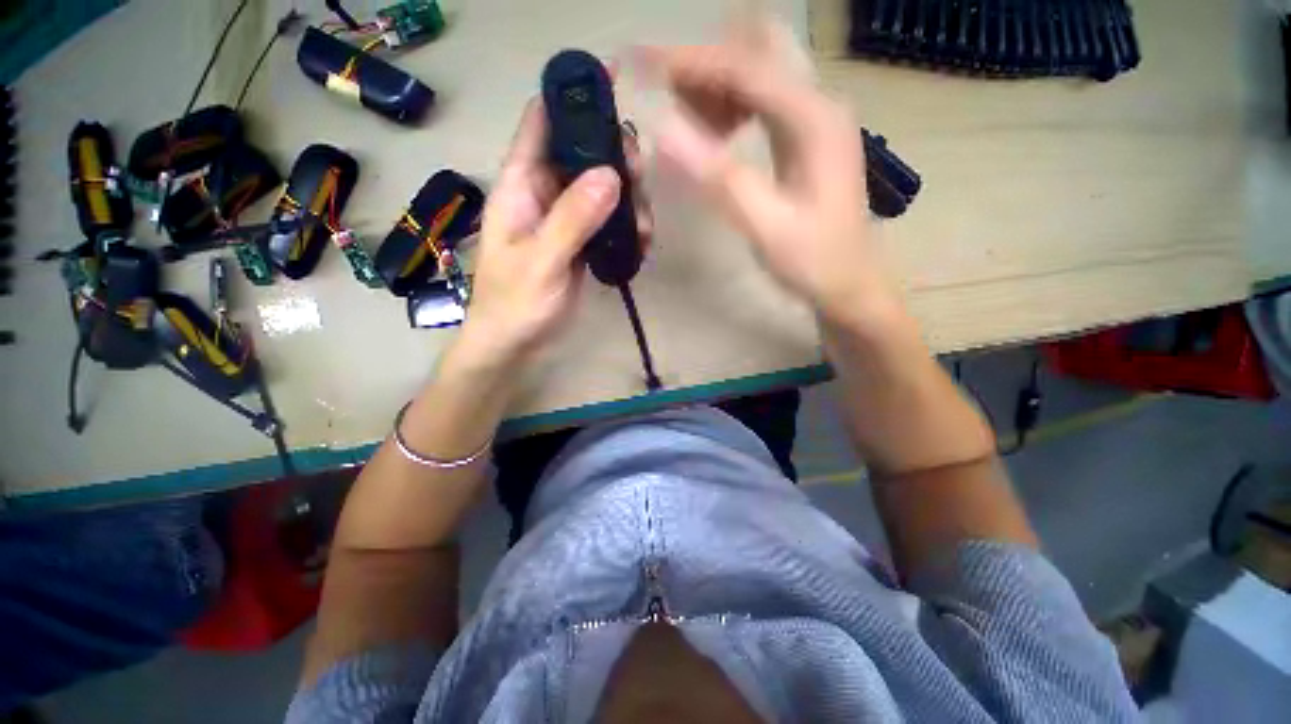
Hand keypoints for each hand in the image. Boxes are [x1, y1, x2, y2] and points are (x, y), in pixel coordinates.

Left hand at [457, 98, 650, 365]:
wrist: (517, 344)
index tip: (609, 84)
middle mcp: (544, 195)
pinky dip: (629, 226)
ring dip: (629, 197)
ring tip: (645, 224)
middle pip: (582, 154)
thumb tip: (611, 175)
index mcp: (521, 187)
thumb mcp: (540, 262)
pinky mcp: (583, 243)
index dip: (569, 98)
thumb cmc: (515, 304)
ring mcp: (566, 220)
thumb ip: (571, 220)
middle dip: (614, 156)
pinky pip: (610, 221)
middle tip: (640, 173)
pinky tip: (642, 242)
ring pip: (602, 189)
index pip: (540, 124)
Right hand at [640, 21, 901, 329]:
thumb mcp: (765, 226)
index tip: (639, 63)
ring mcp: (813, 119)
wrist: (848, 284)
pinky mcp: (804, 137)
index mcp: (813, 119)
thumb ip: (718, 178)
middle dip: (703, 68)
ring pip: (756, 76)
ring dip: (715, 88)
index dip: (688, 61)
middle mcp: (817, 105)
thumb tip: (663, 130)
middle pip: (753, 55)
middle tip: (665, 100)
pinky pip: (760, 102)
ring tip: (685, 125)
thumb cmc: (813, 262)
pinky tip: (716, 136)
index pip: (743, 66)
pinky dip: (730, 107)